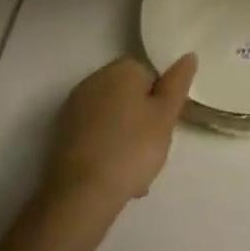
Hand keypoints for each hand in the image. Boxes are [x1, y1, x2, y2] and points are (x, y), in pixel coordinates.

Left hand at [46, 55, 196, 205]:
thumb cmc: (132, 148)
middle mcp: (94, 80)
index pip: (150, 75)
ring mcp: (74, 108)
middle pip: (129, 96)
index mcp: (121, 69)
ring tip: (135, 174)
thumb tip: (188, 55)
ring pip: (112, 118)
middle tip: (154, 149)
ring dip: (125, 137)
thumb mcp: (166, 114)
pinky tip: (114, 177)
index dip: (161, 100)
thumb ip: (178, 82)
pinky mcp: (61, 136)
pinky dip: (105, 150)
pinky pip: (94, 136)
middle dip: (142, 119)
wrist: (81, 195)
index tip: (165, 126)